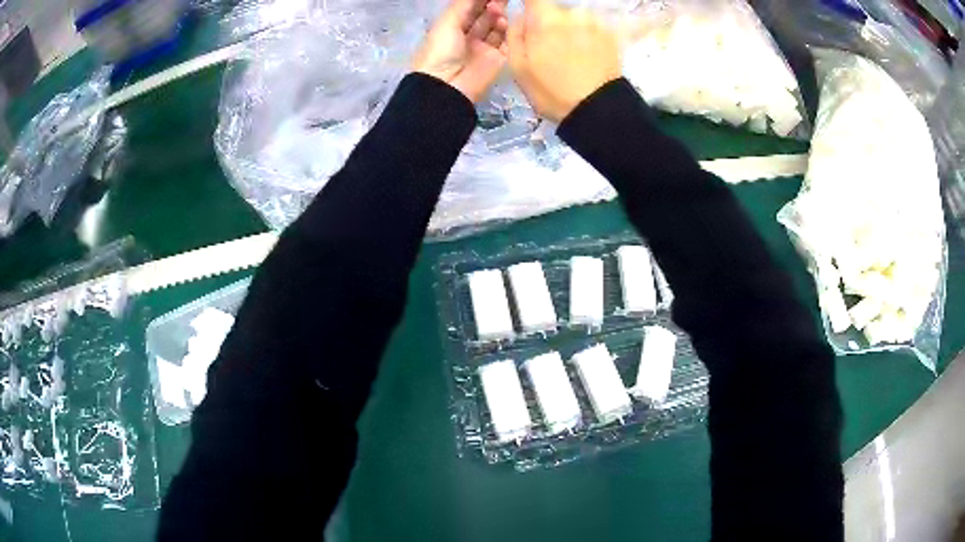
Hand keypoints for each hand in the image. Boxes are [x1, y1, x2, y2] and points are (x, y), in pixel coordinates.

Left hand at [413, 0, 508, 102]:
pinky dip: (509, 32)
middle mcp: (470, 36)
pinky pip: (508, 42)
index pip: (471, 8)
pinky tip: (506, 24)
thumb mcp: (447, 23)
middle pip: (486, 16)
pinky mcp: (498, 60)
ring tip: (498, 14)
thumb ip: (463, 4)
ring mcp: (485, 48)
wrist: (447, 87)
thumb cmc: (441, 51)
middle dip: (494, 4)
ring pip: (498, 27)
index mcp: (453, 27)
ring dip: (500, 17)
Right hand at [508, 0, 620, 121]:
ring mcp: (595, 23)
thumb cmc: (552, 91)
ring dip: (570, 30)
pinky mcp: (611, 35)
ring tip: (571, 56)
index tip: (529, 19)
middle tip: (549, 48)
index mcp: (545, 19)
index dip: (530, 6)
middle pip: (554, 10)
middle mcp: (572, 13)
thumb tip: (520, 17)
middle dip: (549, 23)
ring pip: (574, 19)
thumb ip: (514, 34)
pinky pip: (592, 28)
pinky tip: (587, 57)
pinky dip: (587, 37)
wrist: (598, 111)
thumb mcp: (518, 68)